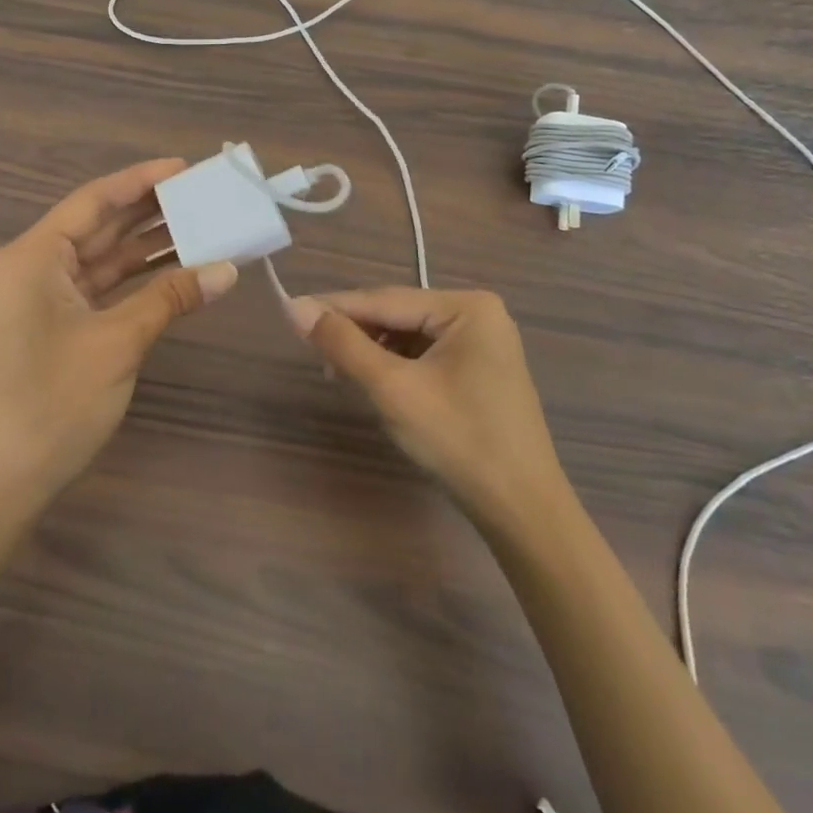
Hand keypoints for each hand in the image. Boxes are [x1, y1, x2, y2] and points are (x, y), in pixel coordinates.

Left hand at [0, 160, 236, 517]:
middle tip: (204, 194)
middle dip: (150, 211)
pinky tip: (175, 272)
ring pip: (101, 258)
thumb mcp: (116, 344)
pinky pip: (99, 289)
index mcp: (32, 256)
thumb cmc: (50, 404)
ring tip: (202, 226)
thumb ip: (170, 299)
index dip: (141, 180)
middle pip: (98, 226)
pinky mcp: (51, 327)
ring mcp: (40, 299)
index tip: (186, 168)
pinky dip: (135, 281)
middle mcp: (31, 267)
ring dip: (147, 246)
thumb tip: (227, 270)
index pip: (94, 201)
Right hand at [287, 288, 564, 527]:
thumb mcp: (393, 389)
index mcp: (467, 306)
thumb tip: (294, 306)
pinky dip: (395, 368)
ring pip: (408, 337)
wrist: (522, 512)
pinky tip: (374, 385)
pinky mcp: (480, 370)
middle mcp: (478, 314)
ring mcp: (483, 343)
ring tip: (339, 375)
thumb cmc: (459, 442)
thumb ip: (343, 344)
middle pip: (397, 316)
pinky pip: (424, 356)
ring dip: (372, 353)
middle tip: (312, 353)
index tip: (290, 312)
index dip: (334, 308)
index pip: (385, 300)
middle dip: (355, 335)